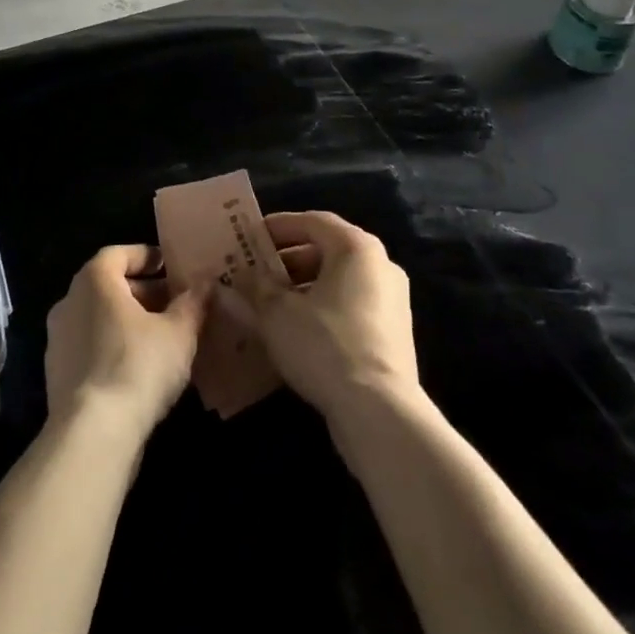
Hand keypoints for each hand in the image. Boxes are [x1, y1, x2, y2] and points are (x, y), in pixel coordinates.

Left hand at [44, 245, 206, 441]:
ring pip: (98, 318)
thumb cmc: (137, 366)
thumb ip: (192, 303)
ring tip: (162, 338)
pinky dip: (113, 348)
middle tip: (173, 304)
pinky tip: (140, 369)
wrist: (92, 435)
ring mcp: (58, 340)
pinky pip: (90, 348)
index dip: (145, 256)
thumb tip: (205, 283)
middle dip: (142, 292)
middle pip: (108, 286)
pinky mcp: (57, 375)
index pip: (118, 254)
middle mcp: (69, 301)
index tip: (168, 266)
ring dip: (128, 322)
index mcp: (94, 280)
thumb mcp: (178, 332)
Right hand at [221, 211, 418, 425]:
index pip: (312, 221)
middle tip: (256, 272)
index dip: (279, 226)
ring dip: (303, 287)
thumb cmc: (324, 345)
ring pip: (339, 281)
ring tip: (269, 304)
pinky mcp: (394, 333)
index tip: (251, 237)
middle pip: (327, 250)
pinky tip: (296, 330)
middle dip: (288, 260)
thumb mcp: (277, 313)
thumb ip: (256, 286)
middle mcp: (381, 265)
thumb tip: (240, 274)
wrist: (379, 413)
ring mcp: (392, 300)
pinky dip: (323, 308)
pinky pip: (351, 306)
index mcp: (356, 247)